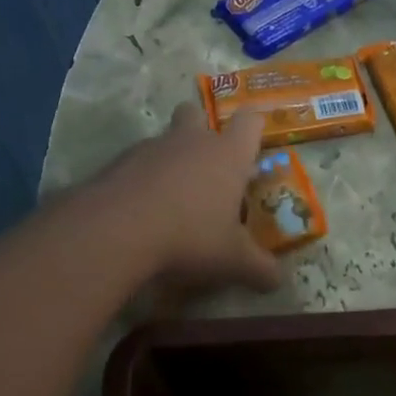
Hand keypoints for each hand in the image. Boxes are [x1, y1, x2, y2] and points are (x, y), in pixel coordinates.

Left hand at [94, 103, 281, 293]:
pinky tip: (139, 211)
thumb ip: (259, 269)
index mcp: (227, 155)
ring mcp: (150, 148)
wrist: (115, 232)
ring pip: (163, 140)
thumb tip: (279, 281)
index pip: (250, 122)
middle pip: (195, 113)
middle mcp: (190, 141)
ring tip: (170, 199)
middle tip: (204, 163)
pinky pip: (135, 163)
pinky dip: (140, 179)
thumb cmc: (189, 237)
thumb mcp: (233, 261)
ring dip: (169, 159)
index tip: (253, 140)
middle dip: (200, 128)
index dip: (253, 127)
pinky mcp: (116, 163)